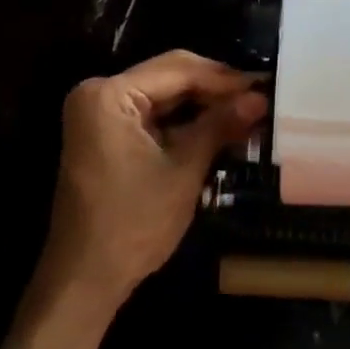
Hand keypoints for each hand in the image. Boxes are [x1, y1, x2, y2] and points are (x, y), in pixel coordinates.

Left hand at [44, 50, 266, 312]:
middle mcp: (99, 93)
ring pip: (163, 95)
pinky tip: (218, 128)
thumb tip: (260, 97)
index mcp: (109, 94)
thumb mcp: (183, 170)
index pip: (178, 70)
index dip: (224, 78)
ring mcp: (99, 114)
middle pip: (169, 76)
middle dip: (214, 89)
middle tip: (258, 99)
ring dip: (202, 105)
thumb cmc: (133, 224)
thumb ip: (219, 126)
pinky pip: (151, 115)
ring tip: (247, 113)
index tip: (264, 86)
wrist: (86, 279)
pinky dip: (183, 122)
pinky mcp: (105, 134)